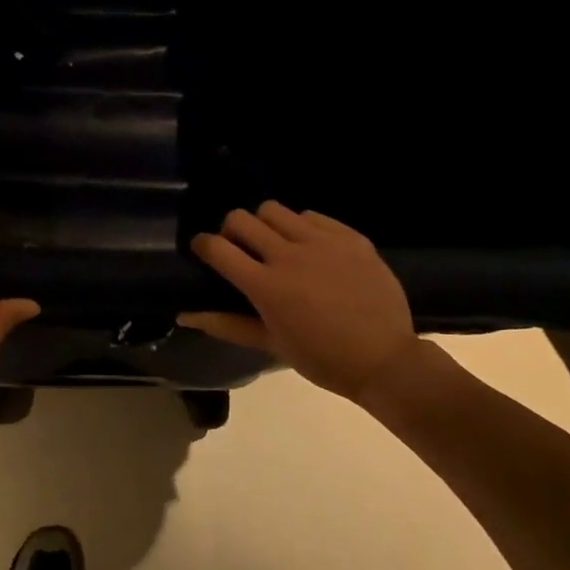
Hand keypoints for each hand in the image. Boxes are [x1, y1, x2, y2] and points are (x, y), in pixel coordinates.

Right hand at [179, 202, 418, 402]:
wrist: (385, 359)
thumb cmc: (322, 358)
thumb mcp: (270, 344)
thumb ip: (226, 324)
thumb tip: (184, 315)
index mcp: (266, 286)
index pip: (217, 248)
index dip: (202, 245)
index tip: (203, 251)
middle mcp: (289, 255)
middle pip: (241, 218)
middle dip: (231, 230)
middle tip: (240, 248)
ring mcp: (322, 242)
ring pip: (274, 210)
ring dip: (265, 224)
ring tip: (276, 244)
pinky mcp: (349, 236)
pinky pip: (312, 216)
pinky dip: (302, 227)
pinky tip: (311, 249)